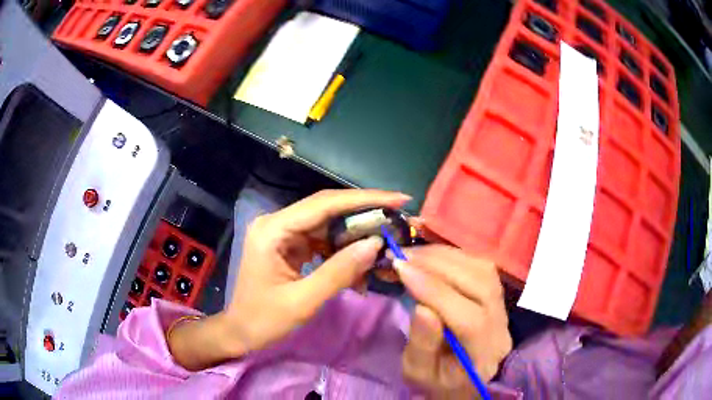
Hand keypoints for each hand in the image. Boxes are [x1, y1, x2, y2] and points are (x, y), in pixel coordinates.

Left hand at [167, 189, 409, 369]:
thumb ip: (339, 272)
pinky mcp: (289, 246)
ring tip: (383, 248)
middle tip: (397, 222)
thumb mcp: (303, 301)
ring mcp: (283, 234)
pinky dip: (342, 253)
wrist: (240, 333)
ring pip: (328, 226)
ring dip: (355, 238)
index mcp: (273, 230)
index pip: (324, 204)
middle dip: (364, 216)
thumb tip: (375, 244)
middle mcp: (277, 223)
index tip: (399, 199)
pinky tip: (359, 269)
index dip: (364, 199)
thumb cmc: (264, 320)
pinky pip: (322, 242)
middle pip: (327, 210)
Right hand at [395, 244, 511, 396]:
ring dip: (445, 256)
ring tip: (412, 255)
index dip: (436, 292)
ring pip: (482, 269)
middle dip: (438, 266)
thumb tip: (421, 307)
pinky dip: (452, 255)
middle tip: (401, 257)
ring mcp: (502, 306)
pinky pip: (479, 264)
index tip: (401, 271)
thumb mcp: (419, 372)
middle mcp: (501, 325)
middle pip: (481, 285)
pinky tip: (429, 256)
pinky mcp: (495, 292)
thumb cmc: (437, 380)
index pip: (470, 319)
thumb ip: (422, 344)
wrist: (460, 379)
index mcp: (484, 354)